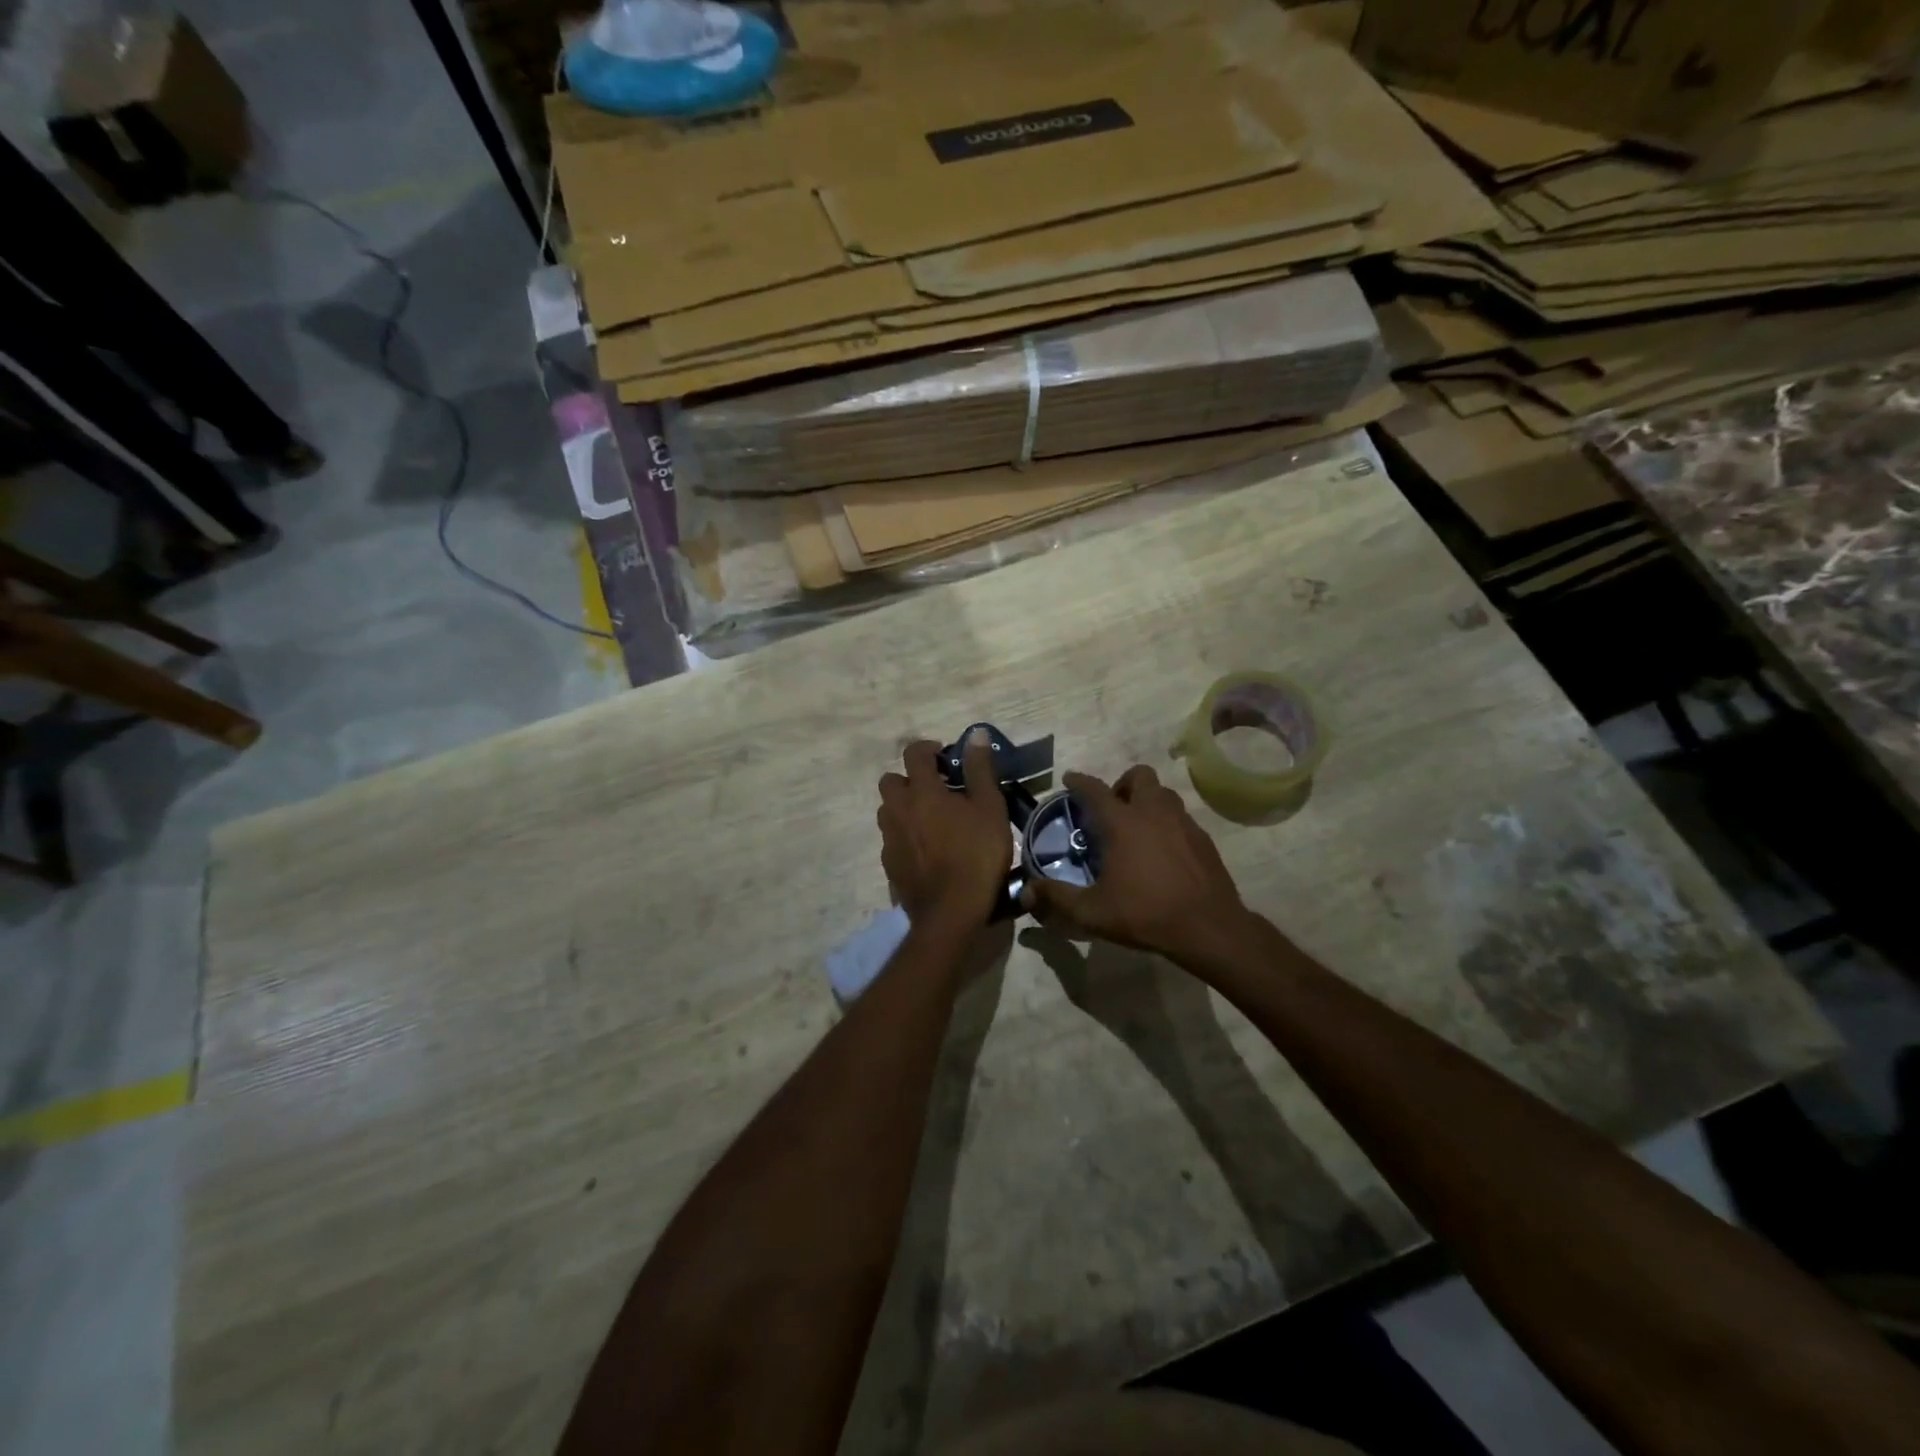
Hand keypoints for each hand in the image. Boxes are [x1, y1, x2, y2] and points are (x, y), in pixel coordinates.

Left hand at [877, 734, 1013, 927]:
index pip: (914, 753)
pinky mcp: (889, 864)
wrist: (951, 912)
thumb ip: (979, 769)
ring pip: (889, 811)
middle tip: (937, 791)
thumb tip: (974, 734)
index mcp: (922, 791)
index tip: (946, 756)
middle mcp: (898, 809)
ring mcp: (889, 838)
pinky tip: (927, 850)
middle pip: (892, 781)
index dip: (929, 748)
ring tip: (932, 821)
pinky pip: (892, 839)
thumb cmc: (976, 855)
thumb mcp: (990, 808)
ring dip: (905, 807)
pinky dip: (905, 836)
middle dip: (910, 779)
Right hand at [1021, 765, 1250, 961]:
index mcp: (1123, 823)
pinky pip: (1181, 817)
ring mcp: (1183, 823)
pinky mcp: (1203, 838)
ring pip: (1163, 793)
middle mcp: (1153, 812)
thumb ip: (1058, 898)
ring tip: (1137, 828)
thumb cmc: (1145, 914)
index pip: (1094, 789)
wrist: (1209, 928)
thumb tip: (1028, 893)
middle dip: (1122, 784)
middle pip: (1138, 775)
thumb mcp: (1092, 912)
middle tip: (1112, 809)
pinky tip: (1162, 851)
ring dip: (1147, 800)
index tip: (1070, 780)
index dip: (1079, 781)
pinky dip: (1167, 822)